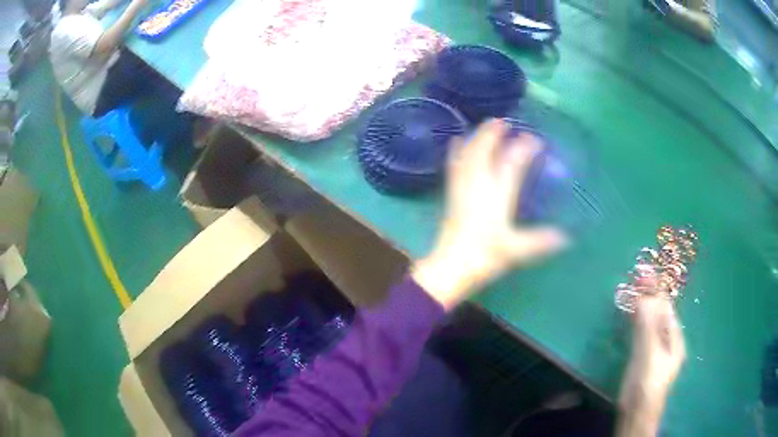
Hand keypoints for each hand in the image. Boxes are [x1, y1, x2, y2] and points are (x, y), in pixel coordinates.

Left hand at [412, 120, 567, 309]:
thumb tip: (566, 237)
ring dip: (476, 138)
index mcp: (497, 195)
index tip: (535, 139)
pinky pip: (453, 166)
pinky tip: (455, 142)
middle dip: (493, 133)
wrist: (451, 267)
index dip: (523, 148)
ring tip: (483, 126)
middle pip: (484, 151)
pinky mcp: (452, 195)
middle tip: (503, 121)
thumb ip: (540, 240)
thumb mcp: (516, 250)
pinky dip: (456, 152)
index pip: (512, 163)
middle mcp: (478, 185)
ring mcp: (462, 188)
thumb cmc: (484, 257)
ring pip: (467, 155)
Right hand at [617, 289, 685, 436]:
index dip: (655, 290)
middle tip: (635, 277)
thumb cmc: (646, 383)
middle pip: (659, 313)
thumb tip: (644, 290)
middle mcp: (668, 341)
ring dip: (642, 306)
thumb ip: (647, 323)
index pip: (666, 307)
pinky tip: (630, 315)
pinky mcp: (643, 358)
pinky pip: (641, 333)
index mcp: (675, 338)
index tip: (643, 271)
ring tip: (632, 289)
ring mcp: (655, 350)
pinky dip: (636, 321)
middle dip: (649, 295)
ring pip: (650, 322)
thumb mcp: (649, 352)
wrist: (636, 414)